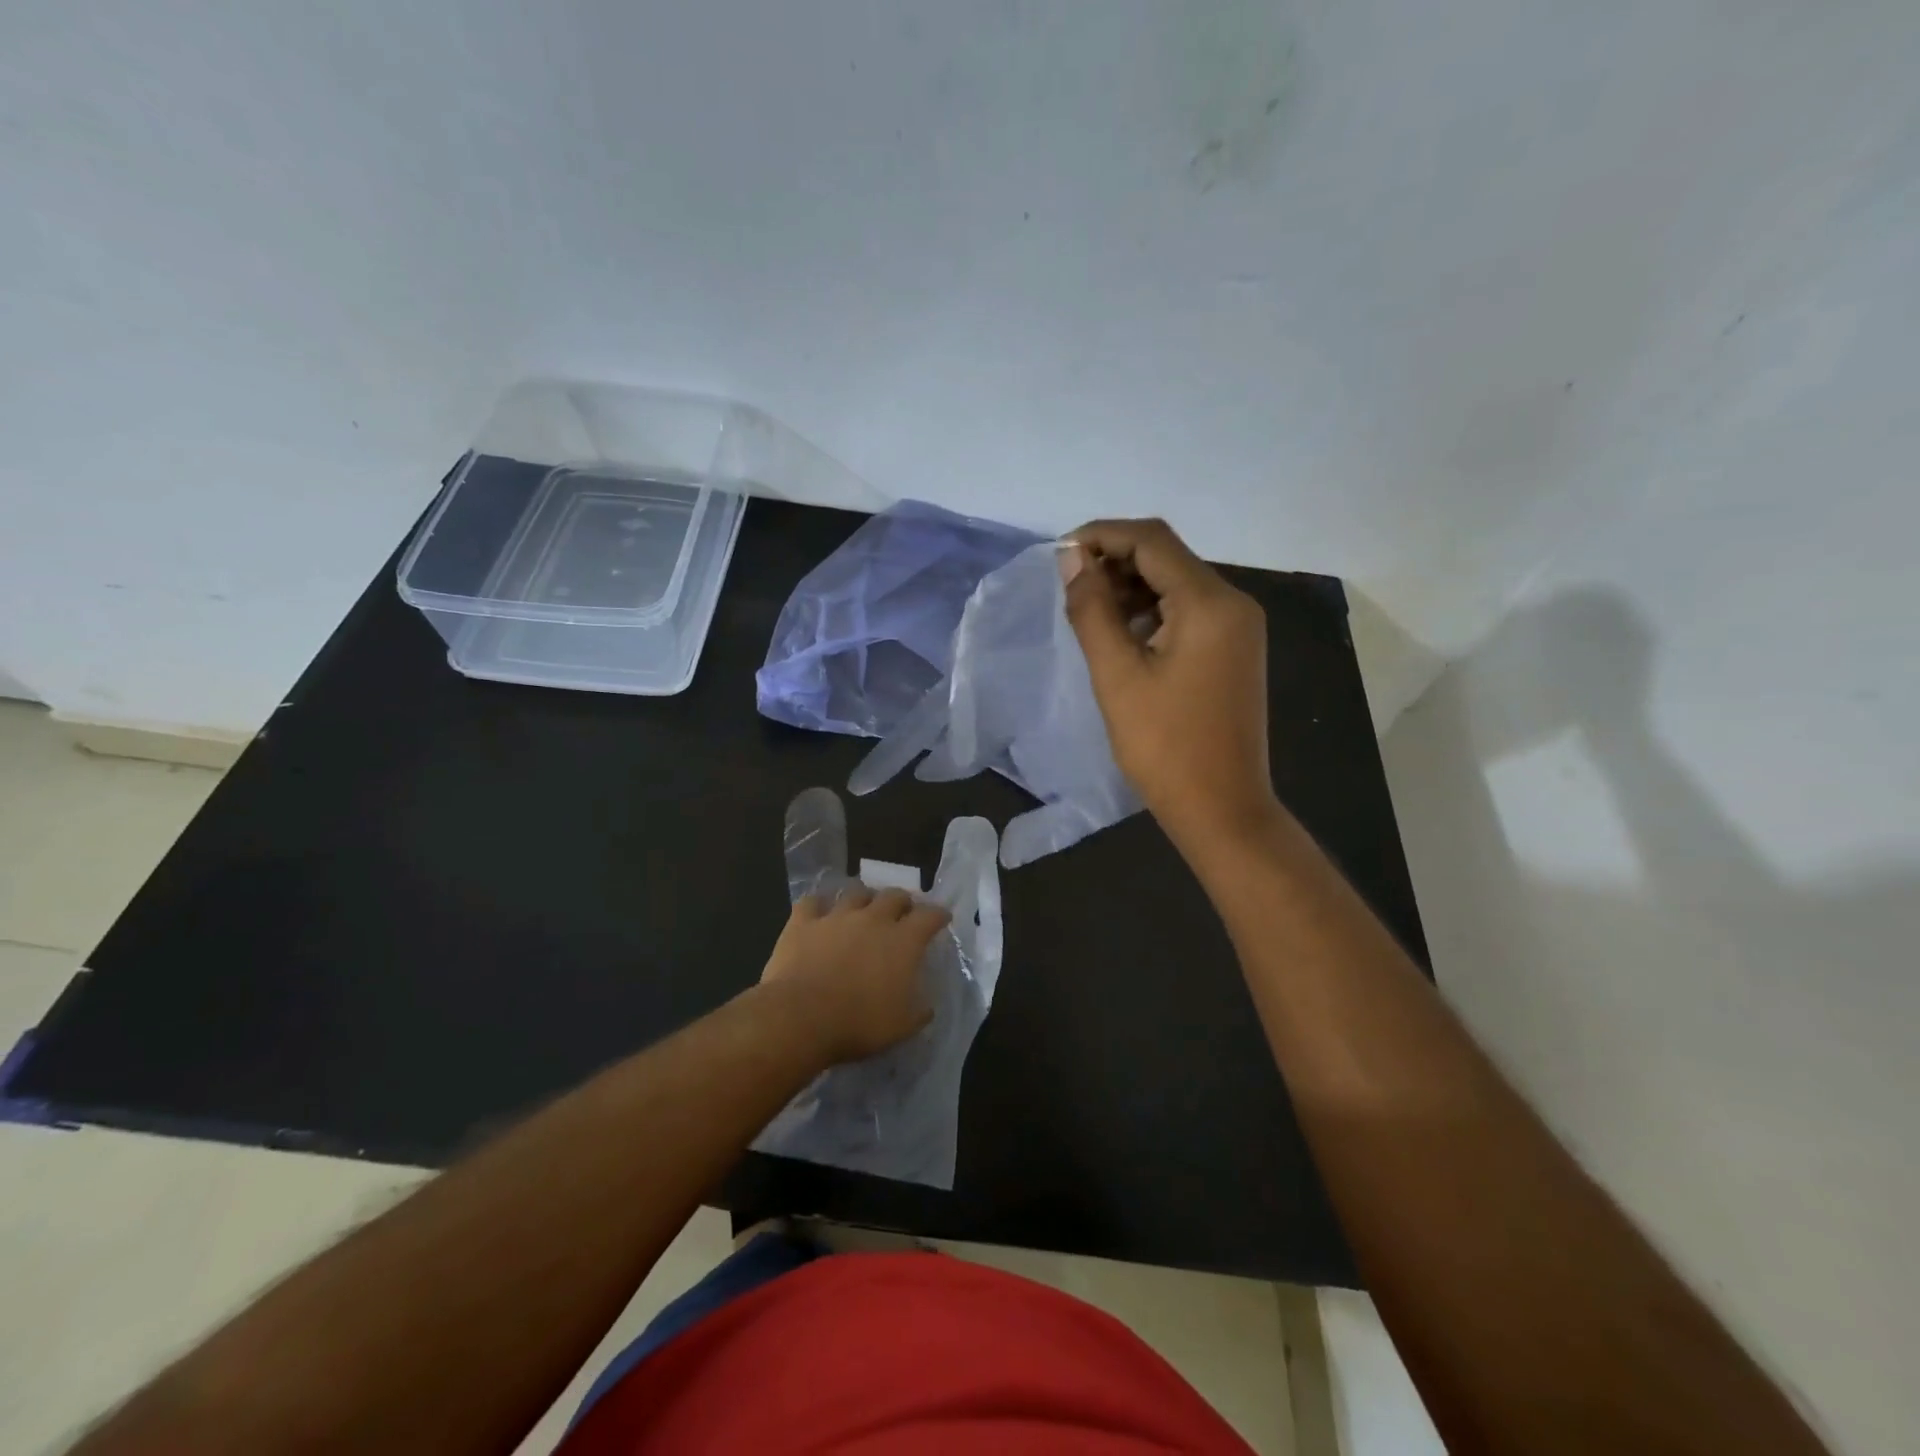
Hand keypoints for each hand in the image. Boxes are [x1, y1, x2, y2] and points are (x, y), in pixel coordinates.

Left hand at [758, 885, 949, 1064]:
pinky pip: (812, 902)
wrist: (801, 1017)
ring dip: (864, 898)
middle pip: (894, 896)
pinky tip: (819, 912)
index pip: (930, 916)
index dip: (938, 915)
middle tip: (902, 912)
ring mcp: (836, 916)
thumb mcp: (901, 1027)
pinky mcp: (803, 922)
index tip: (942, 917)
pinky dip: (819, 905)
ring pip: (856, 893)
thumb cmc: (858, 1024)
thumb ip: (918, 1012)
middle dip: (902, 901)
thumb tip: (926, 1006)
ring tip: (864, 908)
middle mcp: (873, 919)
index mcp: (903, 941)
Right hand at [1061, 518, 1279, 851]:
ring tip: (1089, 615)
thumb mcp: (1117, 675)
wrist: (1222, 808)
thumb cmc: (1164, 746)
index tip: (1060, 556)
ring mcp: (1238, 628)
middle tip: (1071, 591)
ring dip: (1131, 588)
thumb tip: (1072, 559)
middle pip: (1167, 557)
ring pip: (1177, 584)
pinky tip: (1122, 636)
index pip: (1151, 540)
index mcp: (1210, 603)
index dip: (1102, 536)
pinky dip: (1151, 612)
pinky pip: (1188, 613)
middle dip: (1115, 562)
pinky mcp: (1233, 651)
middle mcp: (1233, 603)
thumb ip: (1092, 610)